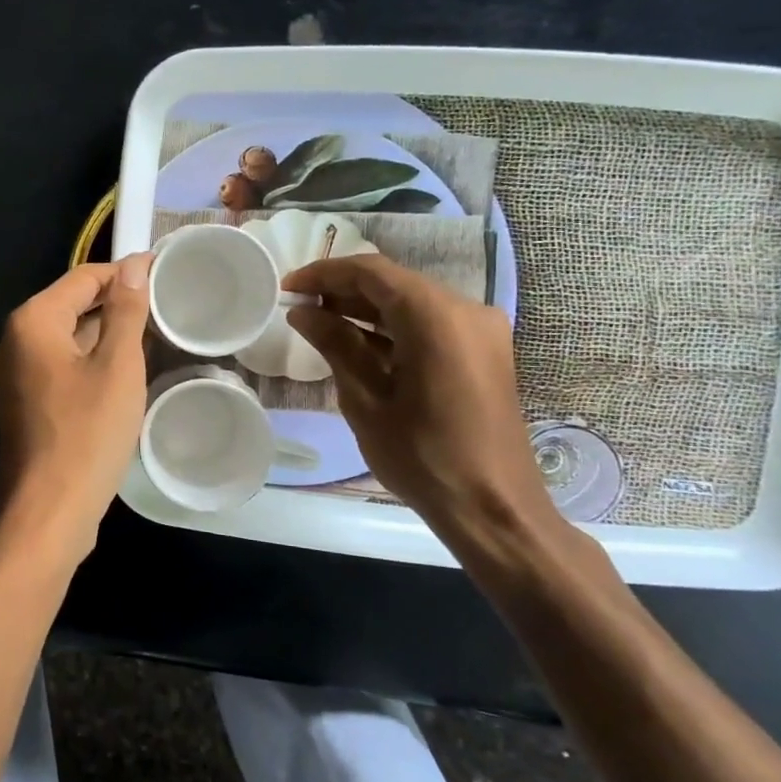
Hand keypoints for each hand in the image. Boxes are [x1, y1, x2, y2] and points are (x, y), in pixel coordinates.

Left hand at [0, 253, 153, 565]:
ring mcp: (13, 375)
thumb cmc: (87, 434)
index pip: (82, 278)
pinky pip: (59, 366)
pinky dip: (88, 360)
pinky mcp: (22, 403)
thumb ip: (125, 312)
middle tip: (162, 304)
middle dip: (113, 302)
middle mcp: (13, 341)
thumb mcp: (117, 367)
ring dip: (102, 333)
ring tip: (149, 333)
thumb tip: (134, 266)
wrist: (48, 512)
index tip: (162, 270)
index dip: (123, 272)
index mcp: (30, 322)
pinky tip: (119, 371)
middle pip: (69, 305)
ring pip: (65, 338)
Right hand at [283, 253, 557, 546]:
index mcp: (436, 317)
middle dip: (343, 290)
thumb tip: (302, 311)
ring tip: (320, 324)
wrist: (493, 509)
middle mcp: (466, 310)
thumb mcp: (365, 399)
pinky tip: (358, 343)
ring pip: (411, 301)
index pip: (371, 272)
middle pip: (394, 282)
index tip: (287, 288)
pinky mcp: (484, 351)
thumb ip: (335, 344)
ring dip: (366, 309)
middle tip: (299, 307)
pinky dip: (392, 327)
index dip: (324, 274)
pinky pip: (430, 323)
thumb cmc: (422, 456)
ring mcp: (481, 330)